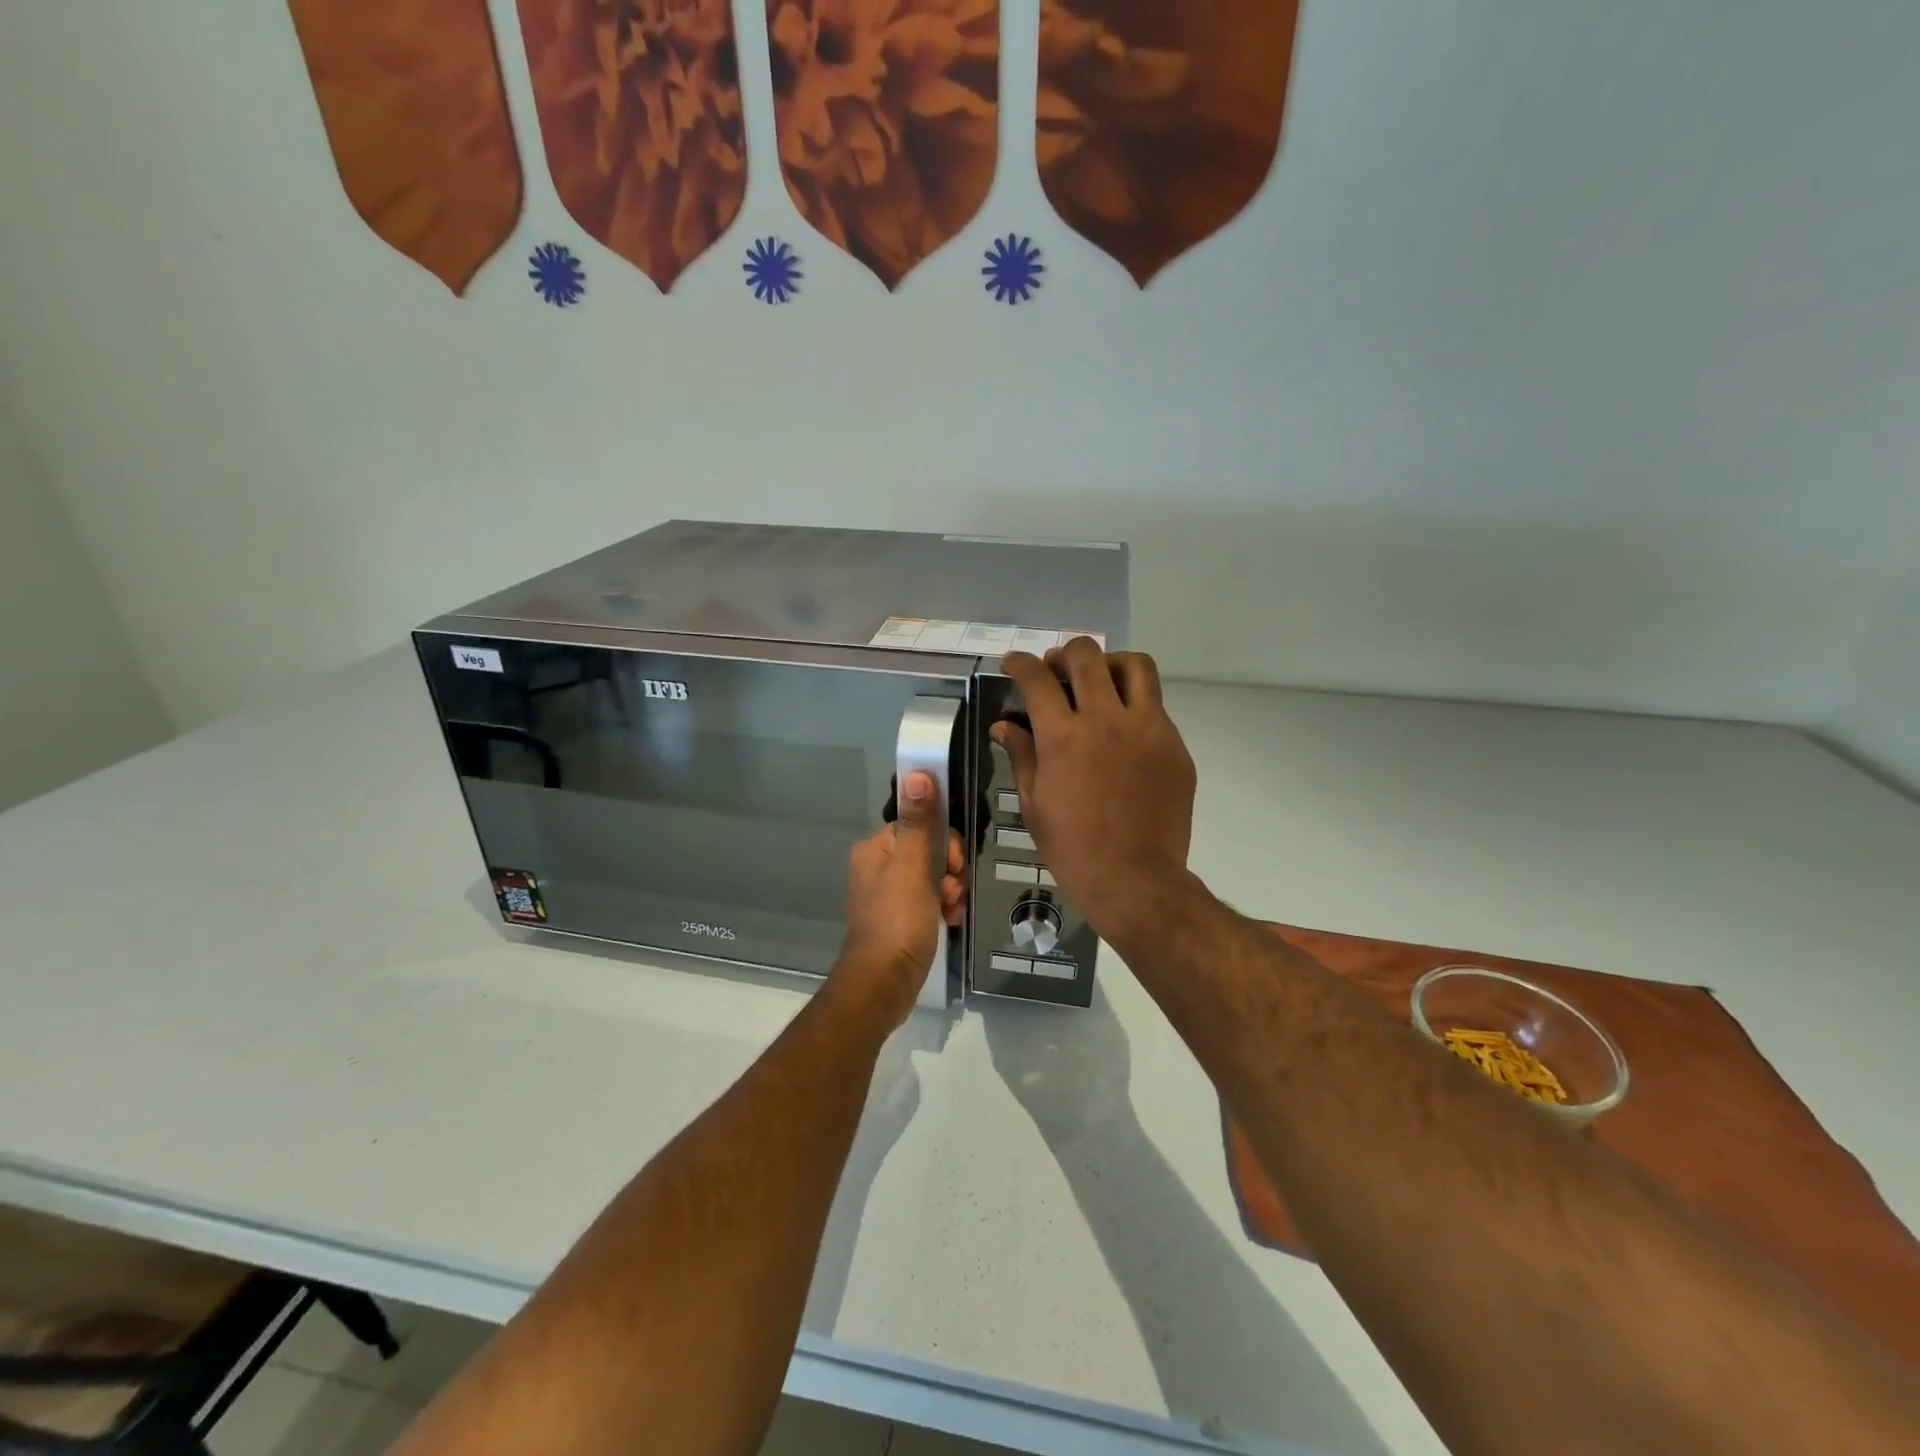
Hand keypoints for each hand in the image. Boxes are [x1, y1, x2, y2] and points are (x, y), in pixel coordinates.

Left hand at [831, 771, 964, 1030]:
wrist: (883, 984)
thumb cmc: (898, 921)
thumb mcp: (912, 868)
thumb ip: (918, 822)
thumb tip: (918, 772)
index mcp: (876, 848)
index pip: (919, 823)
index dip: (944, 840)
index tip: (955, 863)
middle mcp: (877, 866)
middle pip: (928, 849)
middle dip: (950, 868)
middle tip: (954, 889)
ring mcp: (887, 894)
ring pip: (933, 875)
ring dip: (950, 889)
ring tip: (953, 909)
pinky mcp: (898, 918)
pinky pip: (928, 899)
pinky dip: (943, 906)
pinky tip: (951, 920)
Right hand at [993, 640, 1196, 942]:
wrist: (1136, 880)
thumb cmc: (1073, 849)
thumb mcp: (1034, 804)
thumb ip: (1021, 755)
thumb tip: (1005, 725)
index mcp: (1064, 737)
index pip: (1037, 679)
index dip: (1020, 663)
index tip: (1013, 663)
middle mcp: (1106, 720)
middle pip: (1087, 657)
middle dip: (1064, 654)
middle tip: (1056, 670)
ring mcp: (1147, 729)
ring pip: (1134, 666)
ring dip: (1110, 664)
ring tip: (1100, 681)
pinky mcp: (1174, 745)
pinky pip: (1156, 706)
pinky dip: (1134, 704)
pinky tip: (1124, 730)